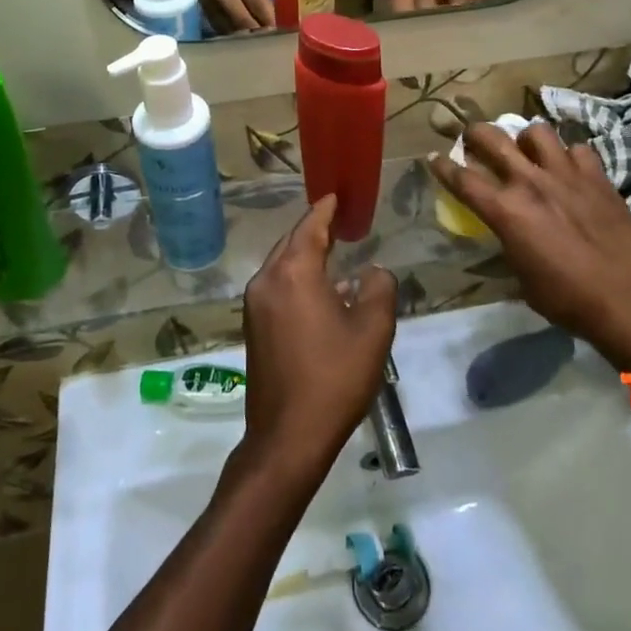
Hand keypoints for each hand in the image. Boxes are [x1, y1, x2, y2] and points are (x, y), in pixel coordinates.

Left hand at [240, 197, 396, 477]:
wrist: (288, 436)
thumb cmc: (334, 378)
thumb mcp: (372, 331)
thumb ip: (378, 288)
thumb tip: (370, 271)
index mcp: (294, 273)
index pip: (310, 226)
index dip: (325, 209)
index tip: (336, 195)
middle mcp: (267, 280)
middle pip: (291, 242)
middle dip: (313, 229)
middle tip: (337, 219)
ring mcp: (254, 305)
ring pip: (281, 265)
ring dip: (304, 254)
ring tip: (331, 250)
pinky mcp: (251, 327)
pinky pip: (275, 286)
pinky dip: (295, 277)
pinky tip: (317, 290)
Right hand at [429, 124, 630, 366]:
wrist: (628, 300)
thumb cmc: (567, 299)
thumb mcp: (522, 277)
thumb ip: (508, 242)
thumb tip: (506, 231)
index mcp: (506, 211)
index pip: (462, 178)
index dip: (443, 166)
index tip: (434, 157)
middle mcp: (531, 183)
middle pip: (492, 138)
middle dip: (475, 134)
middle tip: (474, 140)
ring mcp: (566, 174)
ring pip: (537, 131)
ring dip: (526, 139)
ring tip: (529, 152)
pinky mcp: (597, 176)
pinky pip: (578, 149)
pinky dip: (569, 156)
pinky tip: (570, 170)